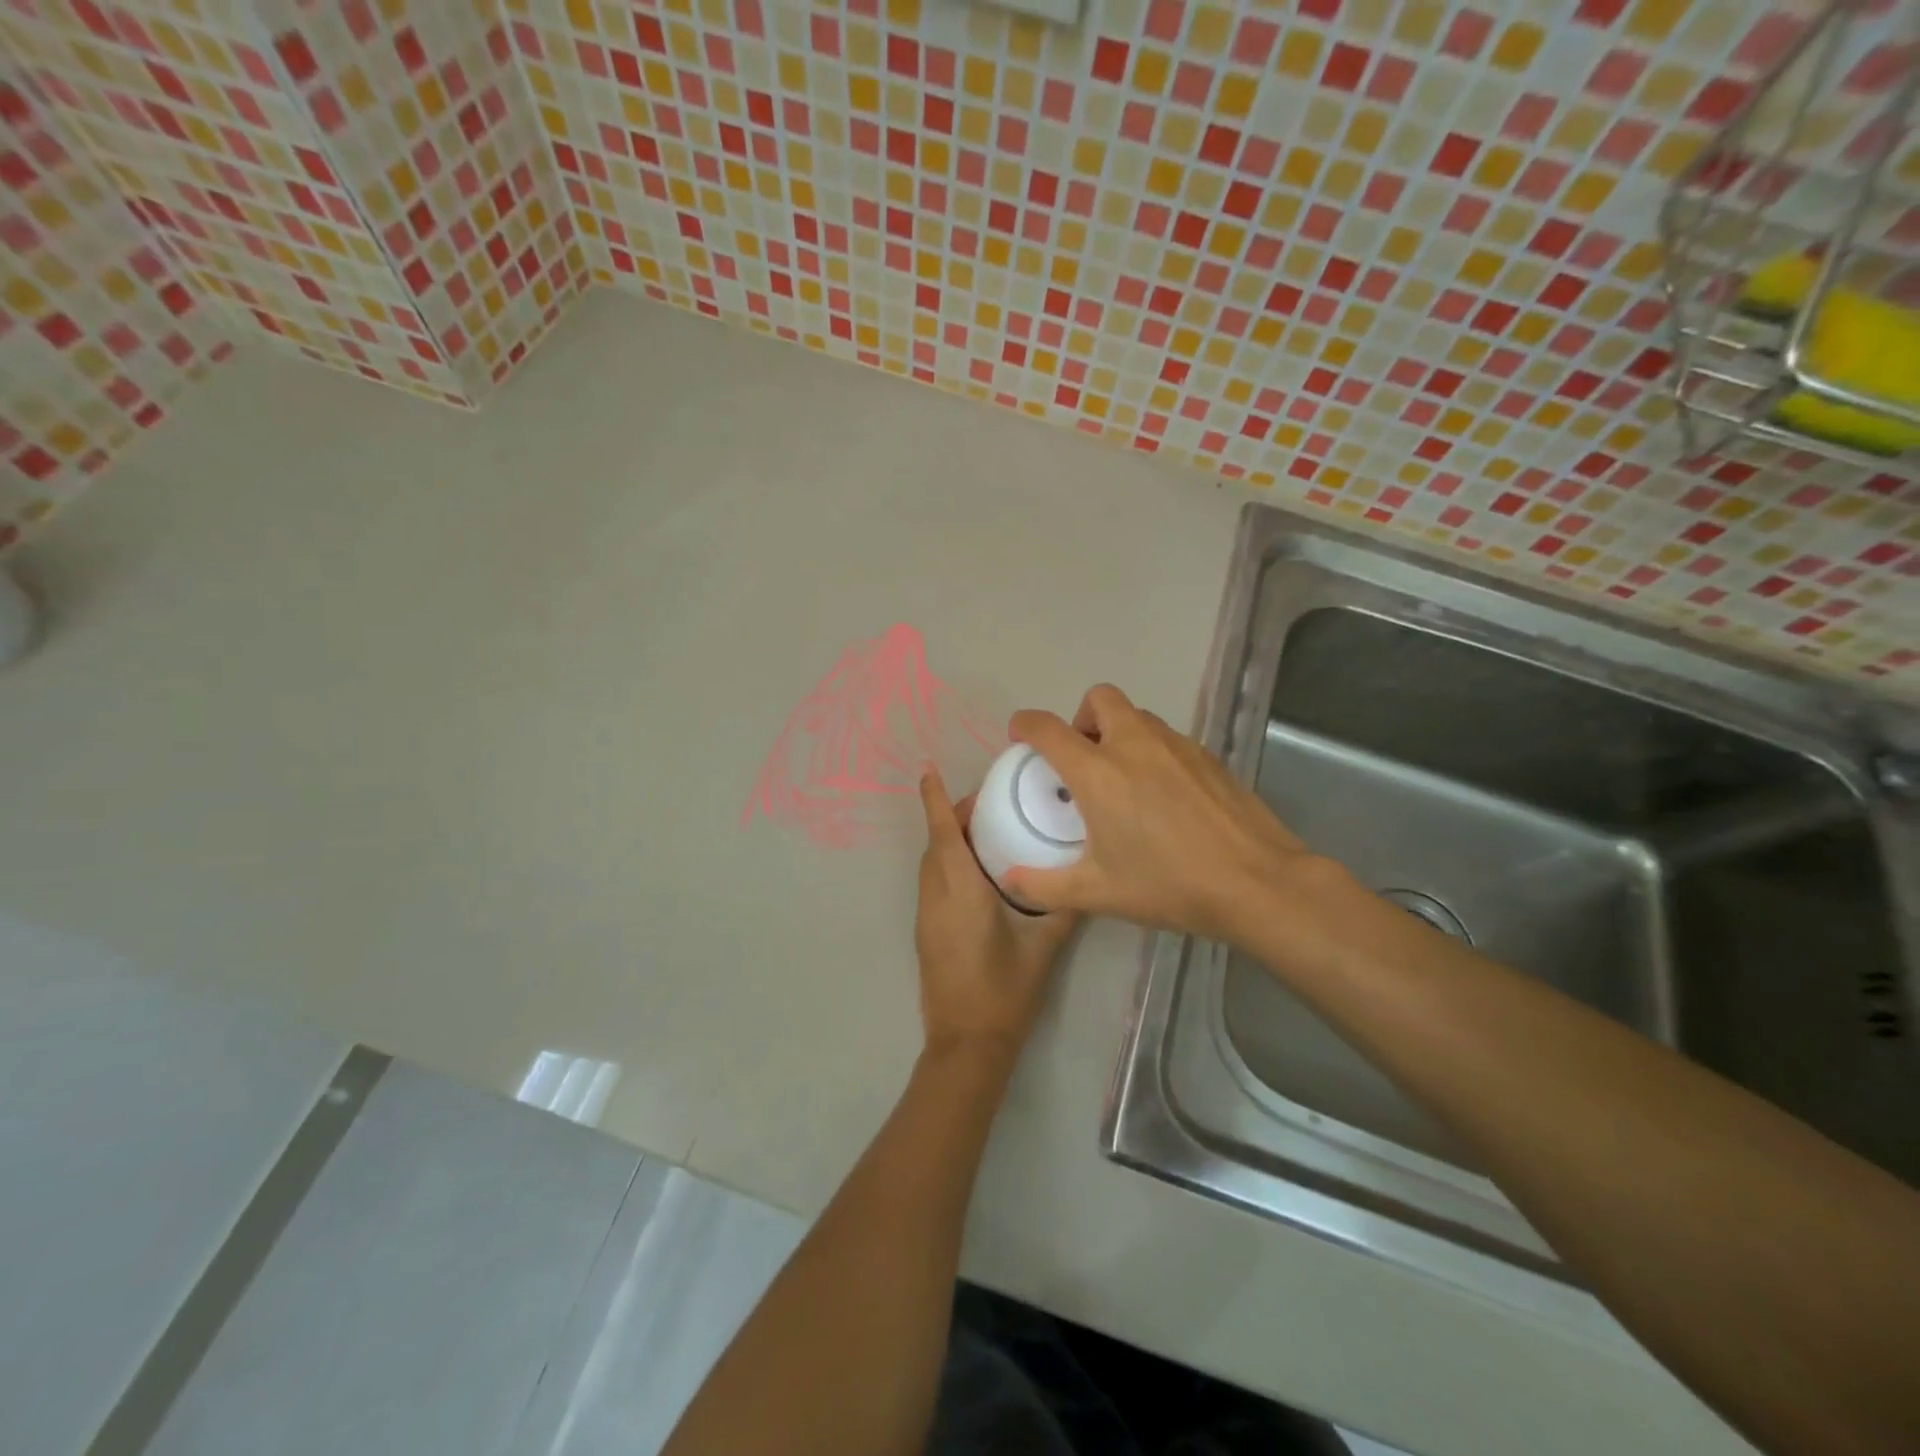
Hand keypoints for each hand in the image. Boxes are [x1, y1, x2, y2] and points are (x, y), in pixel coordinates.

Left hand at [914, 769, 1080, 1064]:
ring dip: (949, 841)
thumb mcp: (1043, 948)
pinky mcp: (926, 933)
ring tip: (986, 832)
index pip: (942, 834)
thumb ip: (1064, 908)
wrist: (967, 1045)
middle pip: (936, 844)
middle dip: (953, 817)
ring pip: (931, 864)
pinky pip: (933, 883)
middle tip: (990, 804)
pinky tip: (979, 873)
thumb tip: (1086, 879)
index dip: (934, 800)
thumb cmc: (1004, 992)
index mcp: (960, 891)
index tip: (927, 770)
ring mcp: (926, 917)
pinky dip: (948, 864)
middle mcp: (936, 897)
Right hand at [1002, 684, 1338, 944]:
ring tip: (1123, 778)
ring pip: (1137, 716)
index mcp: (1098, 773)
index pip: (1048, 729)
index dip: (1026, 725)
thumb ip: (1044, 886)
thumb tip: (1009, 880)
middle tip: (1082, 758)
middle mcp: (1134, 745)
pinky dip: (1152, 750)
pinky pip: (1168, 737)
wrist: (1257, 883)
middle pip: (1099, 698)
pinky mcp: (1208, 756)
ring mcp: (1176, 746)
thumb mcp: (1098, 893)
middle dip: (1081, 718)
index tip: (1020, 735)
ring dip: (1118, 732)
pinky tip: (1164, 795)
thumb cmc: (1169, 885)